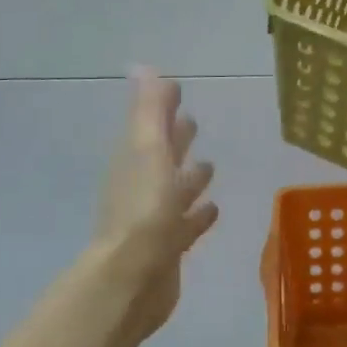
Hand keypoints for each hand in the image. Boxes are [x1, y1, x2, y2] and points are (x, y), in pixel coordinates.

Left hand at [93, 69, 217, 341]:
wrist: (133, 279)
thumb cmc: (143, 210)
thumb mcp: (148, 151)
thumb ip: (149, 111)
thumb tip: (143, 66)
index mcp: (134, 162)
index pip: (149, 127)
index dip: (161, 109)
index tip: (177, 89)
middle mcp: (141, 188)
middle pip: (161, 157)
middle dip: (176, 140)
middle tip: (193, 122)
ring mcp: (155, 220)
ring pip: (175, 191)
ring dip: (190, 178)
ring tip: (210, 166)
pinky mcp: (169, 247)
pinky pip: (187, 224)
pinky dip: (198, 214)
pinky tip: (213, 209)